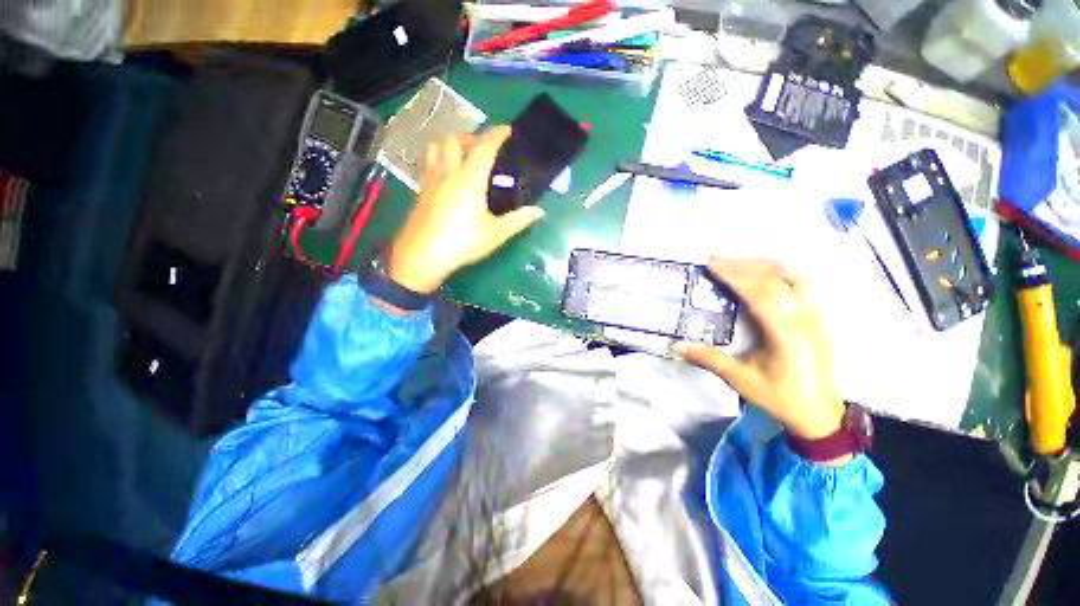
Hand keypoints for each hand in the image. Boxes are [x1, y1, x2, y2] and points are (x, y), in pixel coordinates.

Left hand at [387, 126, 544, 293]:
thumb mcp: (495, 234)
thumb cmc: (462, 243)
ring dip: (452, 143)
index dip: (497, 135)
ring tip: (463, 154)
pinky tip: (447, 174)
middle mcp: (448, 172)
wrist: (422, 257)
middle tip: (485, 147)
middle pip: (456, 140)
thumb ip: (518, 220)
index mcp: (469, 179)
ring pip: (437, 147)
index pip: (484, 147)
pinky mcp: (421, 191)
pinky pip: (429, 163)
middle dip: (473, 136)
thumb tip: (539, 211)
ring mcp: (431, 180)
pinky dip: (439, 158)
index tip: (508, 130)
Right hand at [674, 258, 844, 440]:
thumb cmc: (780, 398)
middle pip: (777, 279)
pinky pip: (802, 285)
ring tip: (739, 263)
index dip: (735, 276)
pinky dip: (780, 273)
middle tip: (716, 260)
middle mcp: (805, 320)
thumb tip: (677, 345)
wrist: (820, 416)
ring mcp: (816, 317)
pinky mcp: (817, 319)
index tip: (711, 264)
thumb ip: (709, 359)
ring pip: (795, 277)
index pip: (760, 294)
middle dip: (744, 265)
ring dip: (765, 265)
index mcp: (787, 335)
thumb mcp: (741, 380)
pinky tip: (765, 275)